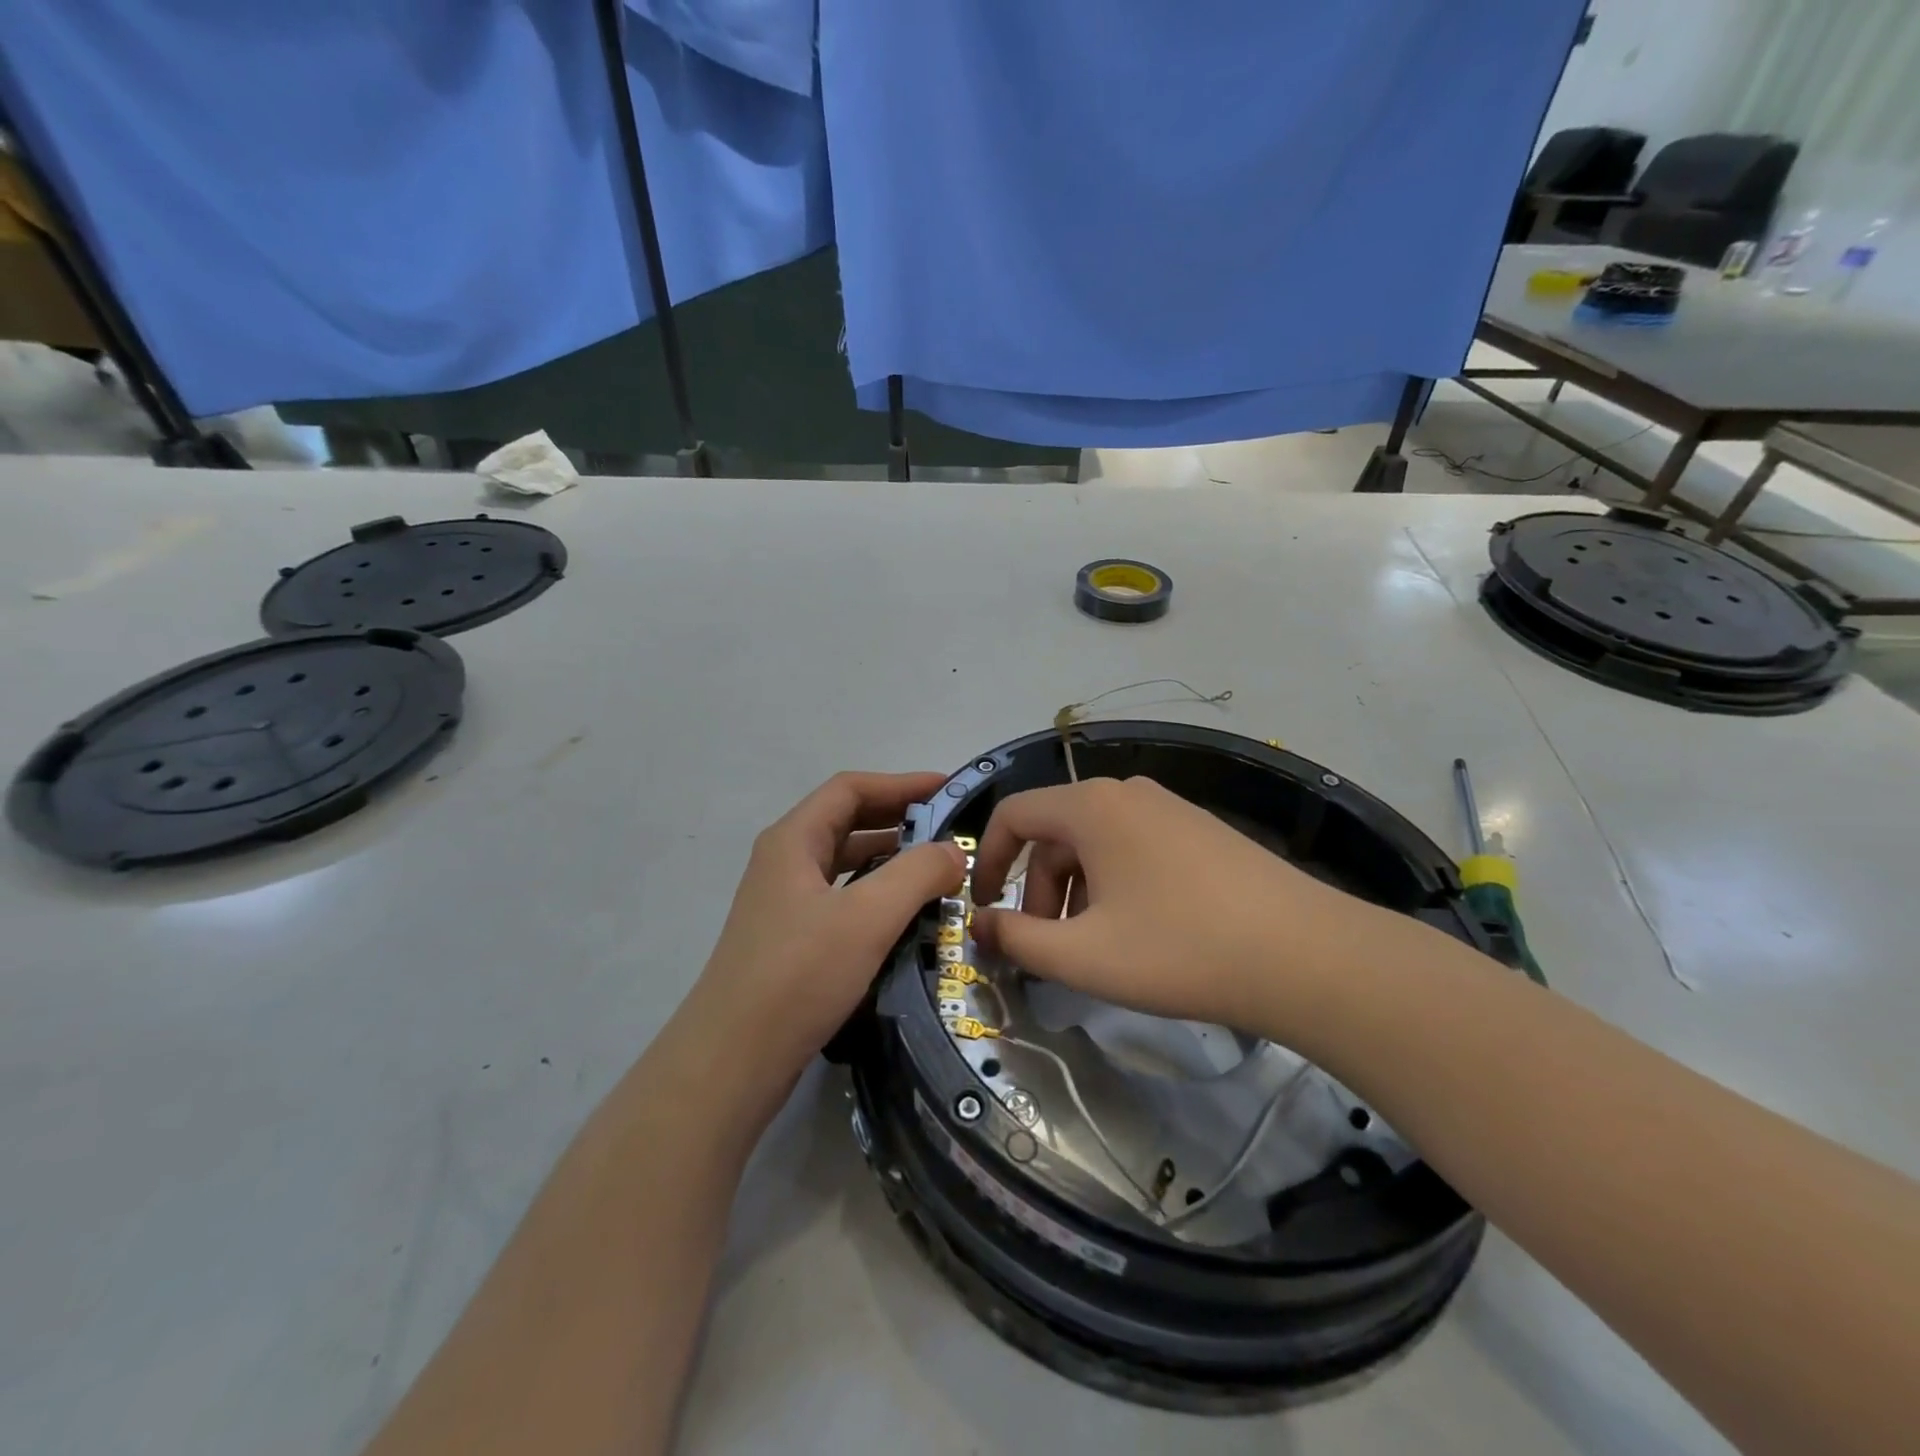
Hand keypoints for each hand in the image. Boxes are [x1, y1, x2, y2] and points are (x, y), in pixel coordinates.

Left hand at [689, 771, 965, 1081]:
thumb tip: (954, 852)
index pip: (850, 789)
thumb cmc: (798, 975)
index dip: (900, 783)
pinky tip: (906, 916)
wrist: (732, 1061)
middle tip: (950, 830)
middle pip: (847, 821)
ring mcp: (785, 903)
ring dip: (890, 859)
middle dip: (899, 820)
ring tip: (938, 871)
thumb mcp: (867, 918)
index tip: (947, 790)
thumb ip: (917, 875)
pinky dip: (877, 895)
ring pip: (845, 864)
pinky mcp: (791, 939)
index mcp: (793, 840)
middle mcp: (785, 862)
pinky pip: (842, 899)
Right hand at [970, 776, 1401, 1040]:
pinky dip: (1113, 884)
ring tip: (1091, 945)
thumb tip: (980, 924)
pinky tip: (1136, 930)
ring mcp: (1169, 808)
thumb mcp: (1083, 955)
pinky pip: (1133, 847)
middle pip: (1056, 831)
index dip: (988, 860)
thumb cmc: (1180, 949)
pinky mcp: (1200, 831)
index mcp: (1092, 806)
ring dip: (1074, 890)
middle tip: (1047, 945)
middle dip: (1037, 888)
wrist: (1306, 956)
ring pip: (1095, 842)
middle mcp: (1127, 792)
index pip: (1014, 814)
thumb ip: (1018, 939)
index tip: (983, 908)